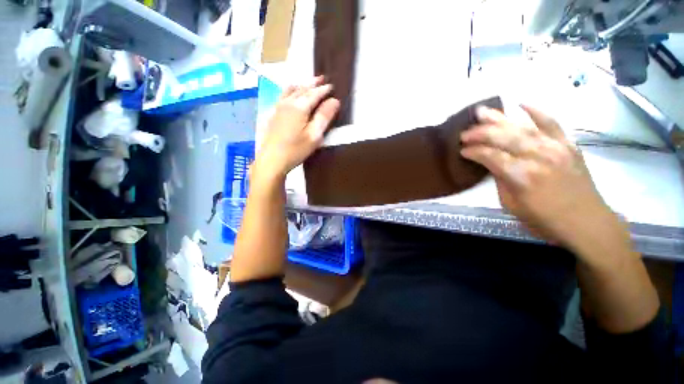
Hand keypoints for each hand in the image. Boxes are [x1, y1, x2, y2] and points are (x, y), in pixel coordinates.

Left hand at [254, 76, 340, 181]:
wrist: (272, 159)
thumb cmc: (296, 149)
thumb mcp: (314, 135)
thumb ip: (324, 117)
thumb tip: (334, 101)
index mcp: (299, 107)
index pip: (314, 94)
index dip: (323, 90)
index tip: (332, 86)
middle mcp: (288, 103)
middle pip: (302, 89)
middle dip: (313, 83)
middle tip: (322, 78)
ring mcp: (278, 107)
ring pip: (291, 90)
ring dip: (301, 85)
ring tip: (307, 82)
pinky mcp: (273, 114)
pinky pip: (283, 95)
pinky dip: (290, 90)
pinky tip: (289, 92)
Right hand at [460, 105, 628, 258]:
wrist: (587, 223)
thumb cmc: (544, 220)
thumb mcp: (511, 205)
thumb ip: (500, 180)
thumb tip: (492, 164)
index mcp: (521, 176)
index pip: (490, 156)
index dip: (473, 152)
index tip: (462, 151)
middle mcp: (538, 156)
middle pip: (504, 137)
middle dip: (480, 133)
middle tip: (465, 133)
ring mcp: (556, 147)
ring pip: (522, 127)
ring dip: (499, 118)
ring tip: (482, 112)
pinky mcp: (568, 144)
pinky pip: (552, 122)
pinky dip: (537, 111)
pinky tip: (521, 104)